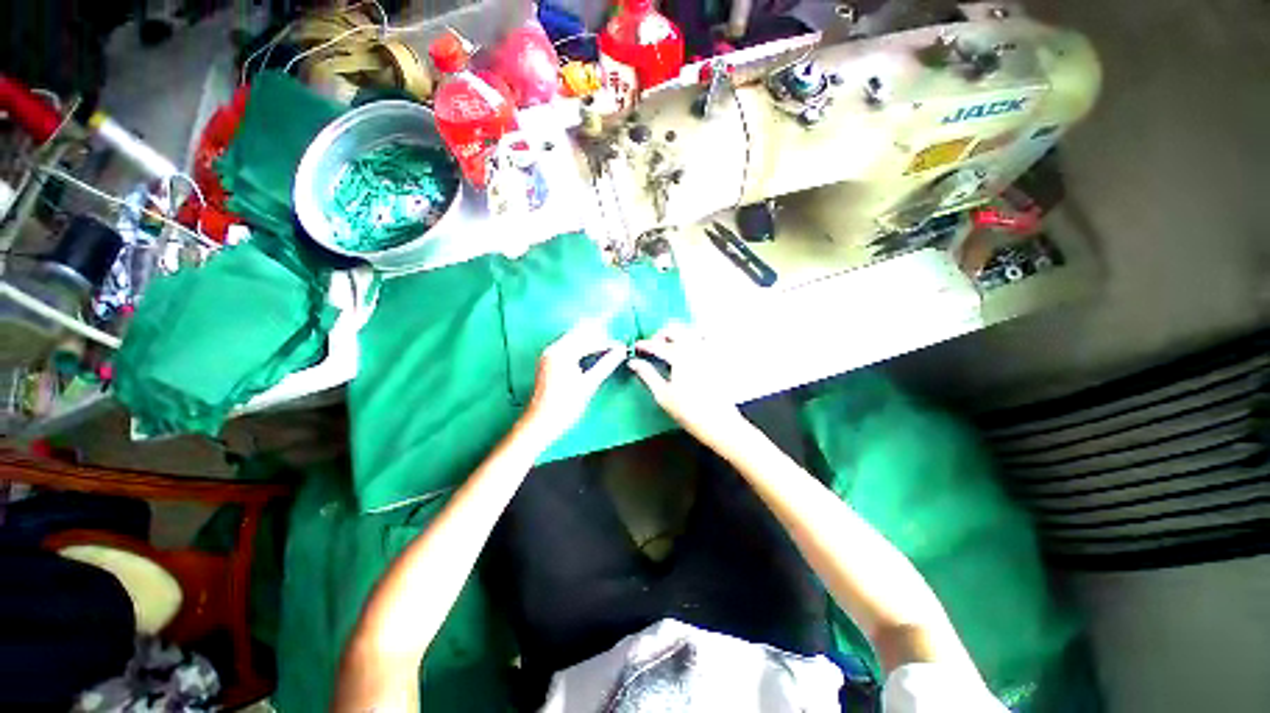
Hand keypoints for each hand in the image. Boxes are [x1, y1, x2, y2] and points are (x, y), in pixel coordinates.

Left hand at [524, 320, 626, 443]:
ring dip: (590, 341)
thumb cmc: (564, 406)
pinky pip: (568, 347)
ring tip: (606, 348)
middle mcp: (552, 349)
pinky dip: (581, 348)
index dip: (607, 342)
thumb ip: (606, 364)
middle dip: (598, 336)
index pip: (588, 339)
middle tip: (614, 345)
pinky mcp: (548, 362)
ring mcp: (549, 355)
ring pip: (573, 339)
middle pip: (578, 333)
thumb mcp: (588, 384)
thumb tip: (620, 351)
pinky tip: (591, 355)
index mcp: (561, 353)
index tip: (621, 347)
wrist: (541, 423)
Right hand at [628, 323, 747, 447]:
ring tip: (671, 346)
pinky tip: (691, 350)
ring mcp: (709, 352)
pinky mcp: (718, 359)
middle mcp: (695, 348)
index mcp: (679, 356)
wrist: (719, 423)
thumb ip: (647, 374)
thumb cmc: (688, 411)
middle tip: (653, 346)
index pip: (657, 345)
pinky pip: (707, 340)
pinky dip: (696, 339)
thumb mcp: (662, 394)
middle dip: (661, 335)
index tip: (637, 347)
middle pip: (675, 330)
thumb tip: (634, 362)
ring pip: (691, 332)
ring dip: (679, 334)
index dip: (645, 345)